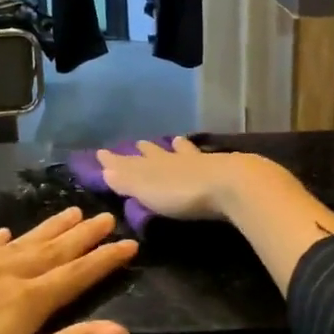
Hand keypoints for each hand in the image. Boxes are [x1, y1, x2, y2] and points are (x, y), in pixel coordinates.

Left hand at [0, 207, 137, 333]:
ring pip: (19, 243)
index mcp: (23, 304)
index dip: (104, 260)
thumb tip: (121, 330)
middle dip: (81, 236)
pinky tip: (5, 233)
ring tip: (70, 212)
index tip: (129, 242)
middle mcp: (1, 277)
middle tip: (105, 217)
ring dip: (48, 229)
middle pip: (51, 251)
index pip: (75, 276)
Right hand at [95, 136, 278, 221]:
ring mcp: (201, 162)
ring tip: (176, 140)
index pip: (130, 162)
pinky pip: (206, 159)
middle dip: (148, 151)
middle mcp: (175, 159)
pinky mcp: (223, 169)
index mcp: (153, 166)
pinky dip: (201, 156)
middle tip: (140, 143)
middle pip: (157, 154)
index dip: (116, 160)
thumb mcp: (147, 189)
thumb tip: (103, 167)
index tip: (102, 152)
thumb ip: (126, 179)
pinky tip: (209, 154)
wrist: (230, 185)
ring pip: (185, 152)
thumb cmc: (183, 192)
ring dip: (178, 148)